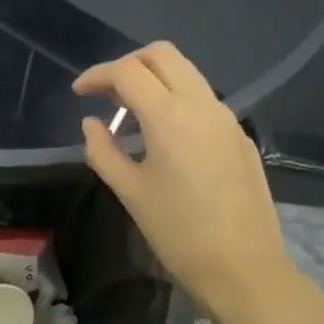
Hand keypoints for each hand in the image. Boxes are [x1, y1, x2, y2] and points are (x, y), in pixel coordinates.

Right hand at [73, 41, 302, 323]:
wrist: (244, 268)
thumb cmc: (179, 233)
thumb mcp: (131, 192)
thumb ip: (103, 151)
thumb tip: (91, 123)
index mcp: (170, 116)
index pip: (127, 71)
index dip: (97, 74)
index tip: (78, 93)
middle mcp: (202, 105)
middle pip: (162, 55)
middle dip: (128, 64)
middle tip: (106, 92)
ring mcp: (227, 118)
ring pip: (187, 73)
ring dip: (155, 79)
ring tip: (130, 111)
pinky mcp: (240, 137)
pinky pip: (203, 100)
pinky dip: (176, 100)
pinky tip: (163, 135)